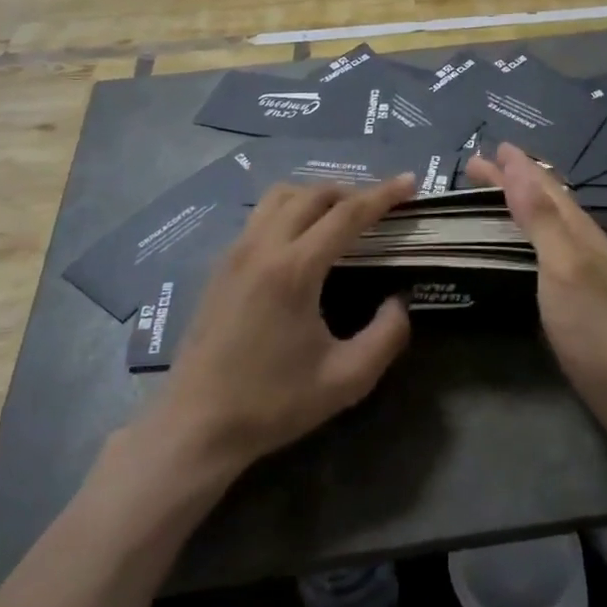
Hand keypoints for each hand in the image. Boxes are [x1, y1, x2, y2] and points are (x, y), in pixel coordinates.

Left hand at [155, 176, 417, 474]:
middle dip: (352, 191)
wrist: (195, 425)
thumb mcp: (345, 380)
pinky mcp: (220, 265)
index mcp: (294, 269)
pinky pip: (260, 216)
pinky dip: (289, 210)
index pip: (347, 214)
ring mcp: (235, 252)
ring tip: (341, 217)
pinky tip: (301, 240)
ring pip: (280, 197)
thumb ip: (386, 336)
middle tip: (380, 206)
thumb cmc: (272, 403)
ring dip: (316, 196)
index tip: (410, 181)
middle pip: (312, 194)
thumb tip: (400, 301)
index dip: (383, 194)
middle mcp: (262, 246)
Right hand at [465, 144, 606, 456]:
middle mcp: (584, 245)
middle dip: (513, 181)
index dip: (517, 166)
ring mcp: (586, 273)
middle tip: (477, 168)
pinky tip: (520, 250)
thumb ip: (541, 219)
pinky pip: (547, 252)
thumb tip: (516, 167)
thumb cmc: (598, 328)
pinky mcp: (580, 300)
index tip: (490, 148)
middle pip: (545, 202)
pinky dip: (528, 238)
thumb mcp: (565, 267)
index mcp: (579, 232)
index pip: (543, 187)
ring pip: (548, 226)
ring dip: (520, 206)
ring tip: (496, 197)